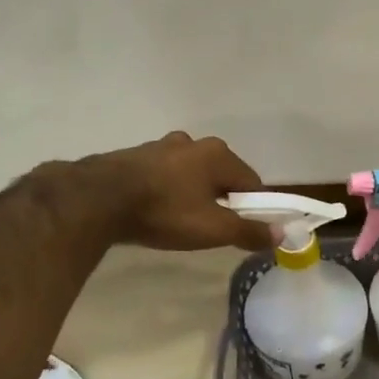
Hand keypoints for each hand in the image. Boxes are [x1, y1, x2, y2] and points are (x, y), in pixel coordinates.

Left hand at [72, 132, 272, 251]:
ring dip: (193, 194)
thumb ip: (250, 231)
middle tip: (213, 228)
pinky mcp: (134, 156)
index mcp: (219, 155)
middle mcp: (193, 143)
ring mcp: (161, 146)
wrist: (97, 199)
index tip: (246, 230)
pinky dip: (167, 191)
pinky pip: (164, 175)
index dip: (255, 208)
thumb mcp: (214, 229)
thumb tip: (282, 234)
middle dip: (223, 199)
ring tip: (181, 220)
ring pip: (191, 174)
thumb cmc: (166, 212)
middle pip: (221, 175)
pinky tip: (156, 210)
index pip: (252, 183)